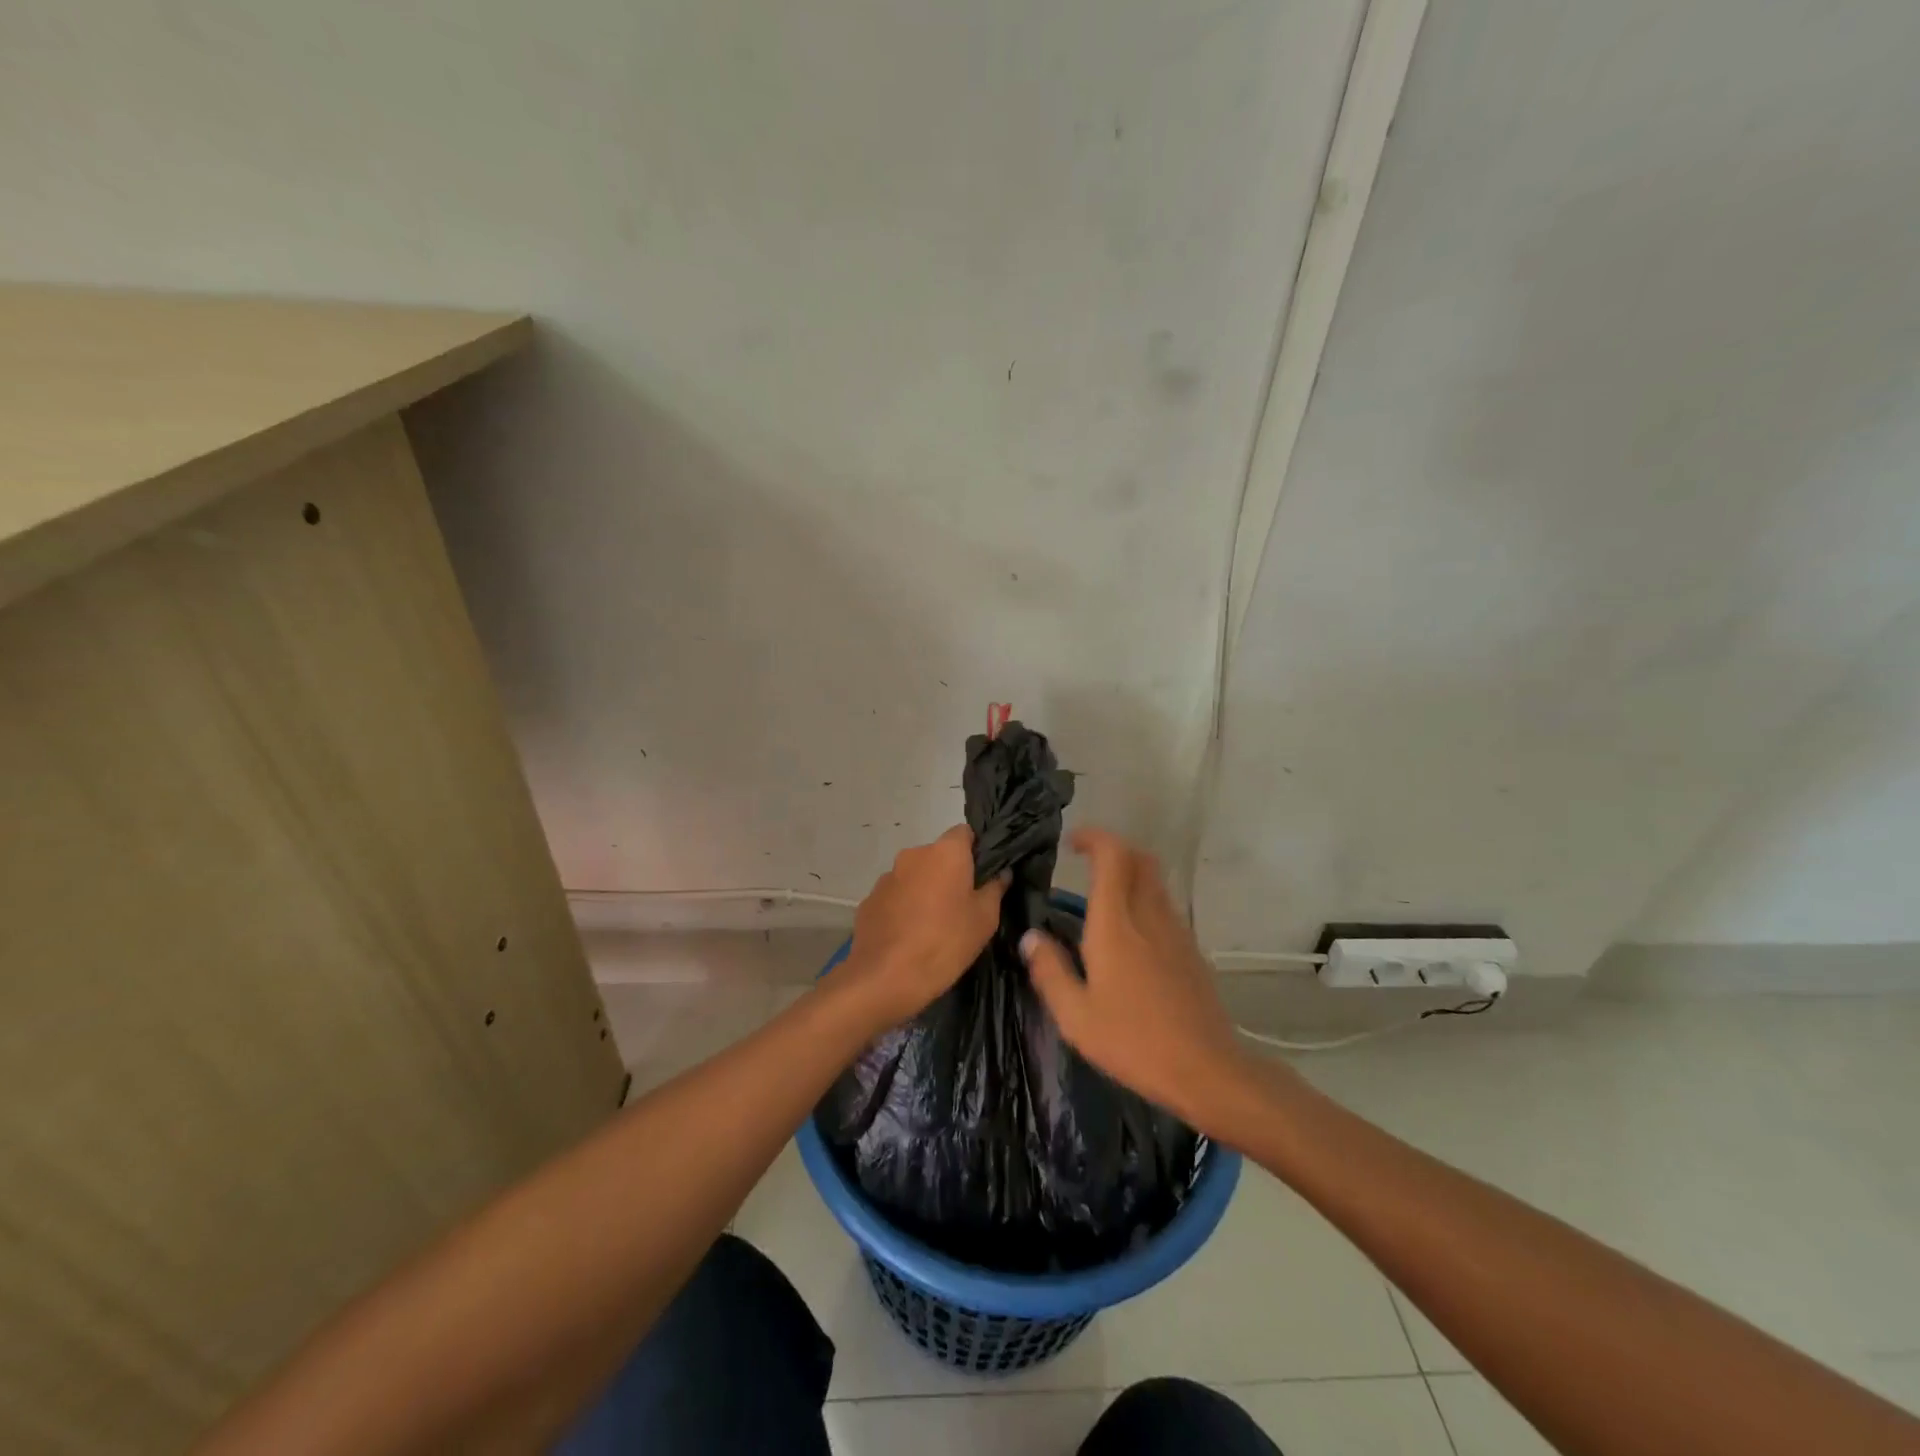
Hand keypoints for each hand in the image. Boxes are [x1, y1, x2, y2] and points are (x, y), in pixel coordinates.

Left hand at [843, 826, 1006, 1028]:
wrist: (886, 977)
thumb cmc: (945, 943)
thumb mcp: (984, 919)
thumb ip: (995, 889)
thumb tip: (1001, 872)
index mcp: (945, 852)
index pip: (965, 833)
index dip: (976, 851)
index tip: (983, 876)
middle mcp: (913, 854)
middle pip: (938, 855)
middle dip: (950, 874)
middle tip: (963, 905)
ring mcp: (887, 876)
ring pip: (915, 876)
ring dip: (925, 890)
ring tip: (934, 925)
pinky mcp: (869, 900)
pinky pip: (895, 896)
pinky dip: (904, 907)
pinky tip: (910, 935)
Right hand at [1020, 829, 1256, 1128]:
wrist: (1207, 1070)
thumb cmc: (1134, 1042)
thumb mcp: (1076, 1016)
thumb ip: (1050, 971)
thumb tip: (1031, 937)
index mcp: (1116, 924)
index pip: (1113, 856)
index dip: (1094, 838)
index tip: (1072, 843)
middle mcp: (1149, 916)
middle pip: (1139, 859)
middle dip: (1113, 850)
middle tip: (1086, 864)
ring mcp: (1176, 931)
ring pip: (1155, 882)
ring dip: (1130, 876)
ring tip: (1102, 902)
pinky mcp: (1191, 950)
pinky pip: (1164, 908)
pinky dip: (1144, 902)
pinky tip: (1129, 939)